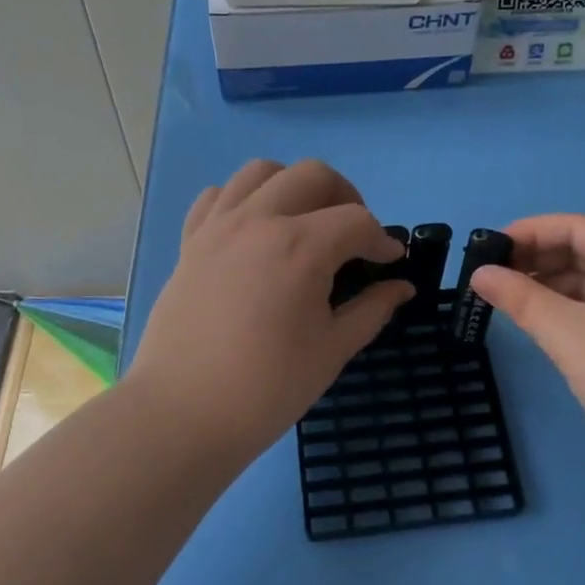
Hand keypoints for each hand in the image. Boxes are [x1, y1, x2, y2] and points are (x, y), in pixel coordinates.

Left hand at [129, 160, 412, 457]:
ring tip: (304, 222)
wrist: (183, 413)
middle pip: (313, 175)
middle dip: (345, 197)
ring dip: (293, 186)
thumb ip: (372, 309)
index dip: (382, 240)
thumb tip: (401, 287)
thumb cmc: (268, 388)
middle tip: (353, 237)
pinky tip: (254, 232)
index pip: (357, 220)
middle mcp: (259, 220)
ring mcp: (218, 226)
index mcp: (301, 246)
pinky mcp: (190, 242)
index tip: (390, 262)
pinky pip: (217, 196)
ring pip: (261, 171)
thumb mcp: (332, 350)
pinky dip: (242, 199)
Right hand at [469, 215, 584, 507]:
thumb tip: (480, 274)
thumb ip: (522, 299)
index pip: (577, 227)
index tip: (485, 248)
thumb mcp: (571, 336)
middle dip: (538, 262)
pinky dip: (575, 314)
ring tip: (507, 303)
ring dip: (553, 290)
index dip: (528, 233)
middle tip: (488, 279)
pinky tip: (544, 328)